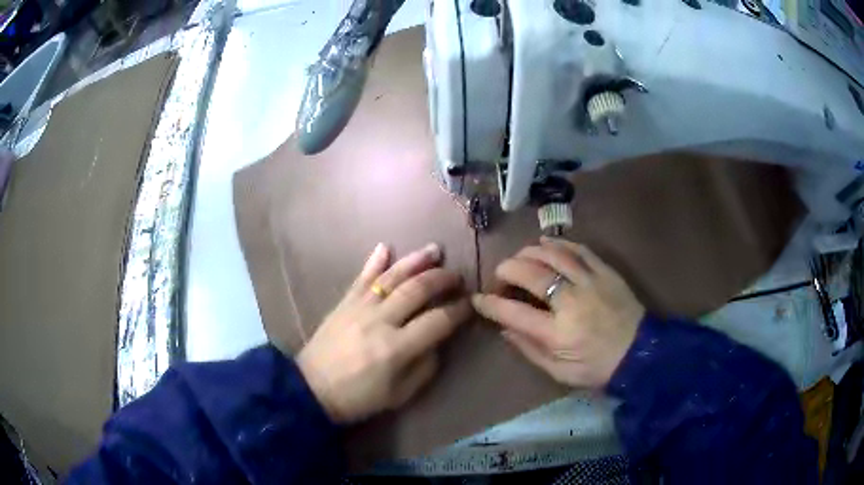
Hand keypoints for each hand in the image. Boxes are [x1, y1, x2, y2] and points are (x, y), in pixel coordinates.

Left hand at [297, 243, 470, 423]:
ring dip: (415, 261)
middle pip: (417, 290)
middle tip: (457, 276)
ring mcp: (360, 308)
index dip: (458, 310)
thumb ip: (424, 368)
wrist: (311, 389)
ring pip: (392, 277)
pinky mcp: (344, 303)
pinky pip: (361, 278)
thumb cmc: (358, 398)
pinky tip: (385, 246)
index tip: (470, 304)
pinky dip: (374, 261)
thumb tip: (437, 342)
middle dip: (442, 279)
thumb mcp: (399, 395)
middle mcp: (380, 321)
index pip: (437, 320)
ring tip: (434, 251)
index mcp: (397, 348)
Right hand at [472, 238, 644, 388]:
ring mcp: (590, 282)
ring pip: (553, 255)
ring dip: (530, 251)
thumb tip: (505, 328)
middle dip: (507, 269)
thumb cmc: (598, 368)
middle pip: (531, 274)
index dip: (490, 304)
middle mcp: (571, 302)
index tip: (478, 299)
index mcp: (558, 333)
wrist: (641, 354)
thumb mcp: (560, 372)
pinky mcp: (606, 272)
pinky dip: (559, 244)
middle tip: (500, 273)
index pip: (514, 313)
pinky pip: (579, 249)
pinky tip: (547, 243)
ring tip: (520, 256)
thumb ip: (530, 350)